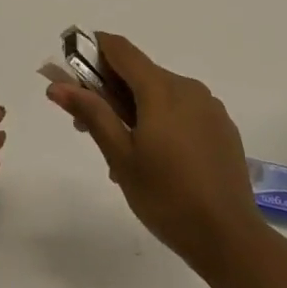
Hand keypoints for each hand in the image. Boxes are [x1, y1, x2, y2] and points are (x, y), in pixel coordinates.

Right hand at [47, 33, 263, 268]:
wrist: (230, 239)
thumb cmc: (167, 197)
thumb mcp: (121, 157)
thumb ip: (92, 113)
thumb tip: (57, 84)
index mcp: (161, 89)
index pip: (120, 48)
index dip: (93, 50)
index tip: (72, 70)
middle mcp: (187, 87)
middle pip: (140, 73)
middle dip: (110, 91)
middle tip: (86, 127)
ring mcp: (209, 106)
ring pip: (161, 94)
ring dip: (135, 110)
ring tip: (123, 157)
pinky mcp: (222, 126)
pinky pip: (182, 111)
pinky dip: (162, 121)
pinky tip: (157, 161)